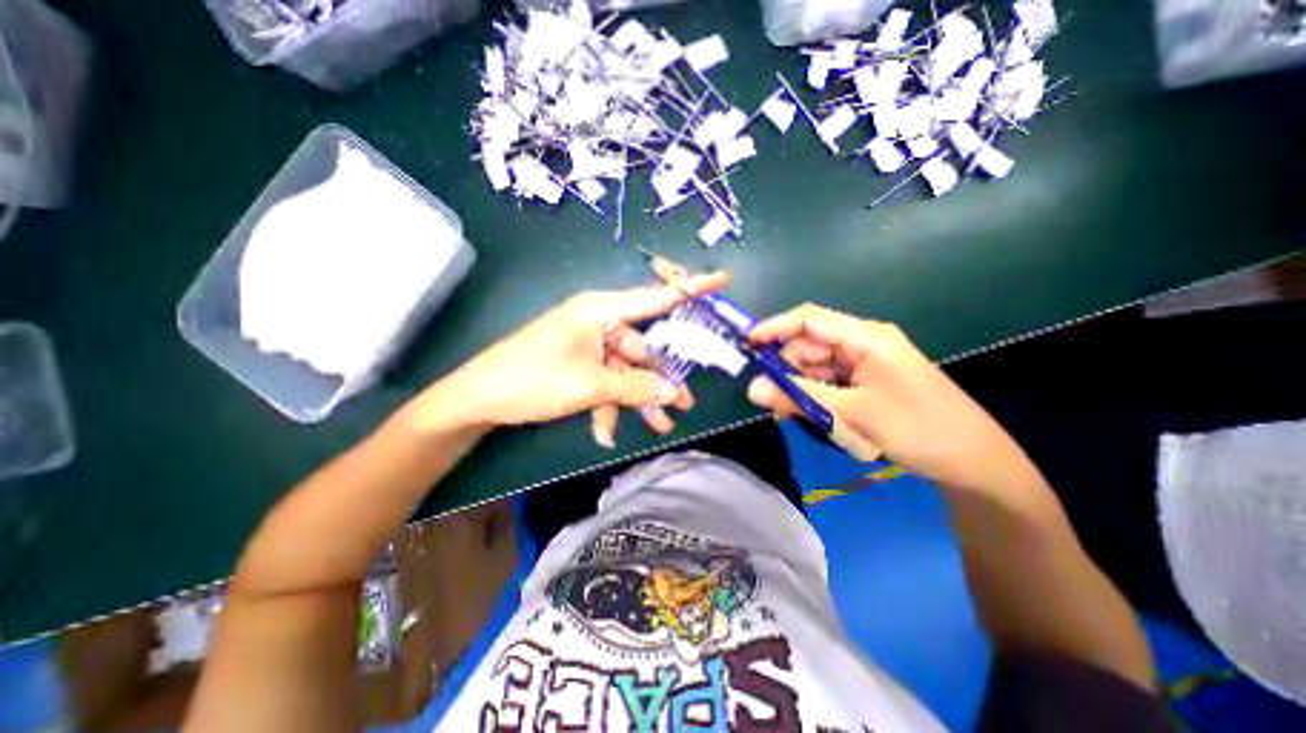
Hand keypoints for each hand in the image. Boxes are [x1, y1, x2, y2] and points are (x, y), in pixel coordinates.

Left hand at [424, 273, 729, 446]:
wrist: (478, 399)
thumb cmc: (532, 380)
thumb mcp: (589, 385)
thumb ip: (634, 387)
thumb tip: (672, 392)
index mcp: (601, 311)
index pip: (656, 297)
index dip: (690, 289)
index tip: (723, 279)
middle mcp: (599, 321)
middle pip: (643, 347)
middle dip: (660, 378)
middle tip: (683, 403)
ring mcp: (589, 342)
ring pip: (625, 370)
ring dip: (637, 399)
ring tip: (658, 426)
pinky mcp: (579, 361)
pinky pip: (605, 380)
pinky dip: (609, 404)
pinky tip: (604, 432)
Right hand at [745, 305, 1043, 492]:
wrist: (975, 461)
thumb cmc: (917, 428)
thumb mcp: (850, 412)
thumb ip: (798, 397)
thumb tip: (752, 389)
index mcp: (865, 337)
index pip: (808, 319)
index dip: (774, 328)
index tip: (746, 345)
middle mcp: (863, 343)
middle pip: (809, 346)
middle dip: (787, 370)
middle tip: (770, 400)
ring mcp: (866, 363)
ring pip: (817, 368)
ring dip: (800, 388)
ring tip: (789, 415)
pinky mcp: (868, 382)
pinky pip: (830, 383)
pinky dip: (815, 397)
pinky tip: (810, 416)